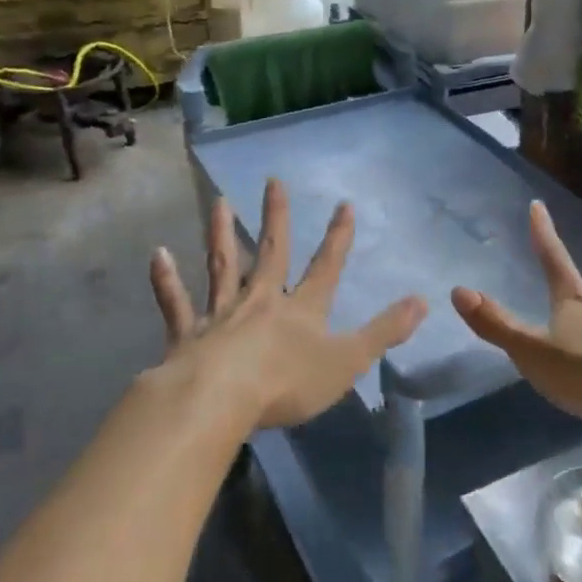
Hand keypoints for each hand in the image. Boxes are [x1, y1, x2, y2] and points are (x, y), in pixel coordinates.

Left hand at [149, 179, 426, 428]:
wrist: (218, 401)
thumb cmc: (287, 383)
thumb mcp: (348, 361)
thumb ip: (384, 331)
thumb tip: (423, 301)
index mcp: (302, 310)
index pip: (326, 267)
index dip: (338, 238)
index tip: (344, 204)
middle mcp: (261, 301)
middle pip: (272, 253)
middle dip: (276, 218)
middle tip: (273, 181)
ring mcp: (221, 315)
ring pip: (222, 267)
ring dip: (221, 234)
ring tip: (220, 203)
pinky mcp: (187, 334)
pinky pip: (176, 303)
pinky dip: (166, 280)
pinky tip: (158, 255)